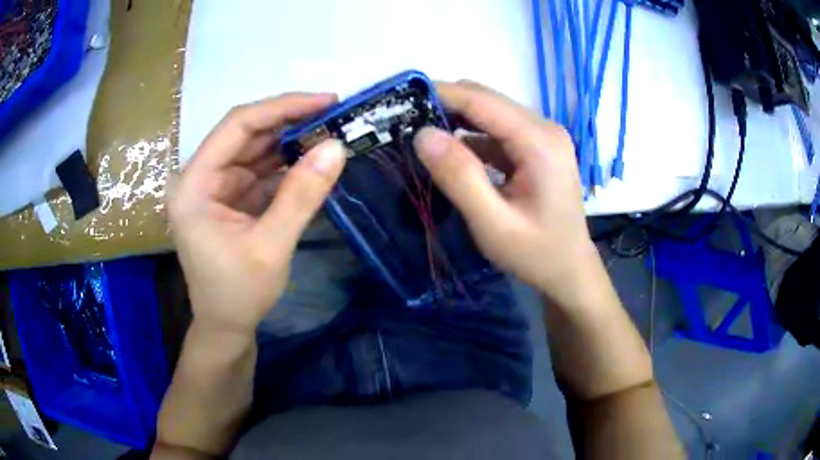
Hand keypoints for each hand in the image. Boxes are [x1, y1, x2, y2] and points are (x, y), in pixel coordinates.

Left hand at [169, 93, 346, 334]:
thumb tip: (336, 147)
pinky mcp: (230, 197)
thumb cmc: (239, 294)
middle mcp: (200, 177)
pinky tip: (312, 158)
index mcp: (194, 186)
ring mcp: (215, 186)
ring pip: (255, 148)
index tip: (324, 100)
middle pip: (246, 133)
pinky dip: (287, 163)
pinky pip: (260, 169)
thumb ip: (301, 196)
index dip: (280, 108)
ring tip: (330, 132)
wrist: (226, 326)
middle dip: (289, 121)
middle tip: (334, 114)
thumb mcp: (271, 247)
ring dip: (290, 140)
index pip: (236, 127)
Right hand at [414, 81, 595, 296]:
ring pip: (489, 112)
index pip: (482, 100)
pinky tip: (453, 155)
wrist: (569, 270)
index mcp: (539, 142)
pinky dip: (471, 136)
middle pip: (486, 100)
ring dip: (456, 120)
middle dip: (446, 106)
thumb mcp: (493, 224)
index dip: (440, 95)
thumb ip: (459, 177)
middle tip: (407, 125)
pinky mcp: (537, 147)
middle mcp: (544, 128)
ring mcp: (543, 136)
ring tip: (423, 140)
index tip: (401, 102)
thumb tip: (423, 134)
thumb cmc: (536, 254)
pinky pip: (497, 130)